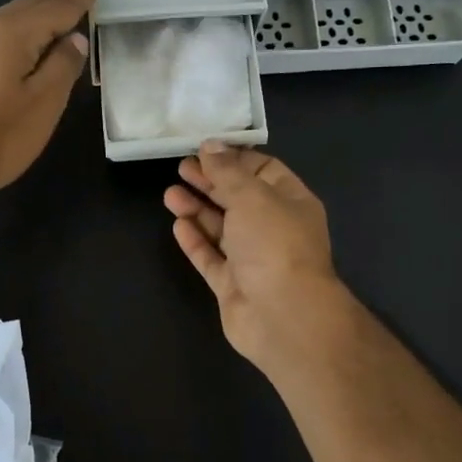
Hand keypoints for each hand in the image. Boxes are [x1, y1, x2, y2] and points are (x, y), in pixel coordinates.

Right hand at [163, 142, 351, 370]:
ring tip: (170, 194)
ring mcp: (253, 259)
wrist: (284, 316)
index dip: (235, 158)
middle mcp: (274, 228)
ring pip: (222, 228)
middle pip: (239, 198)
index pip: (264, 170)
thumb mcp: (252, 196)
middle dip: (211, 182)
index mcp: (291, 202)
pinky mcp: (233, 285)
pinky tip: (178, 225)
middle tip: (181, 167)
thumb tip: (211, 145)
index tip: (205, 148)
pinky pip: (211, 258)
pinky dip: (196, 241)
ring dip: (197, 209)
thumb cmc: (274, 244)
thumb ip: (227, 171)